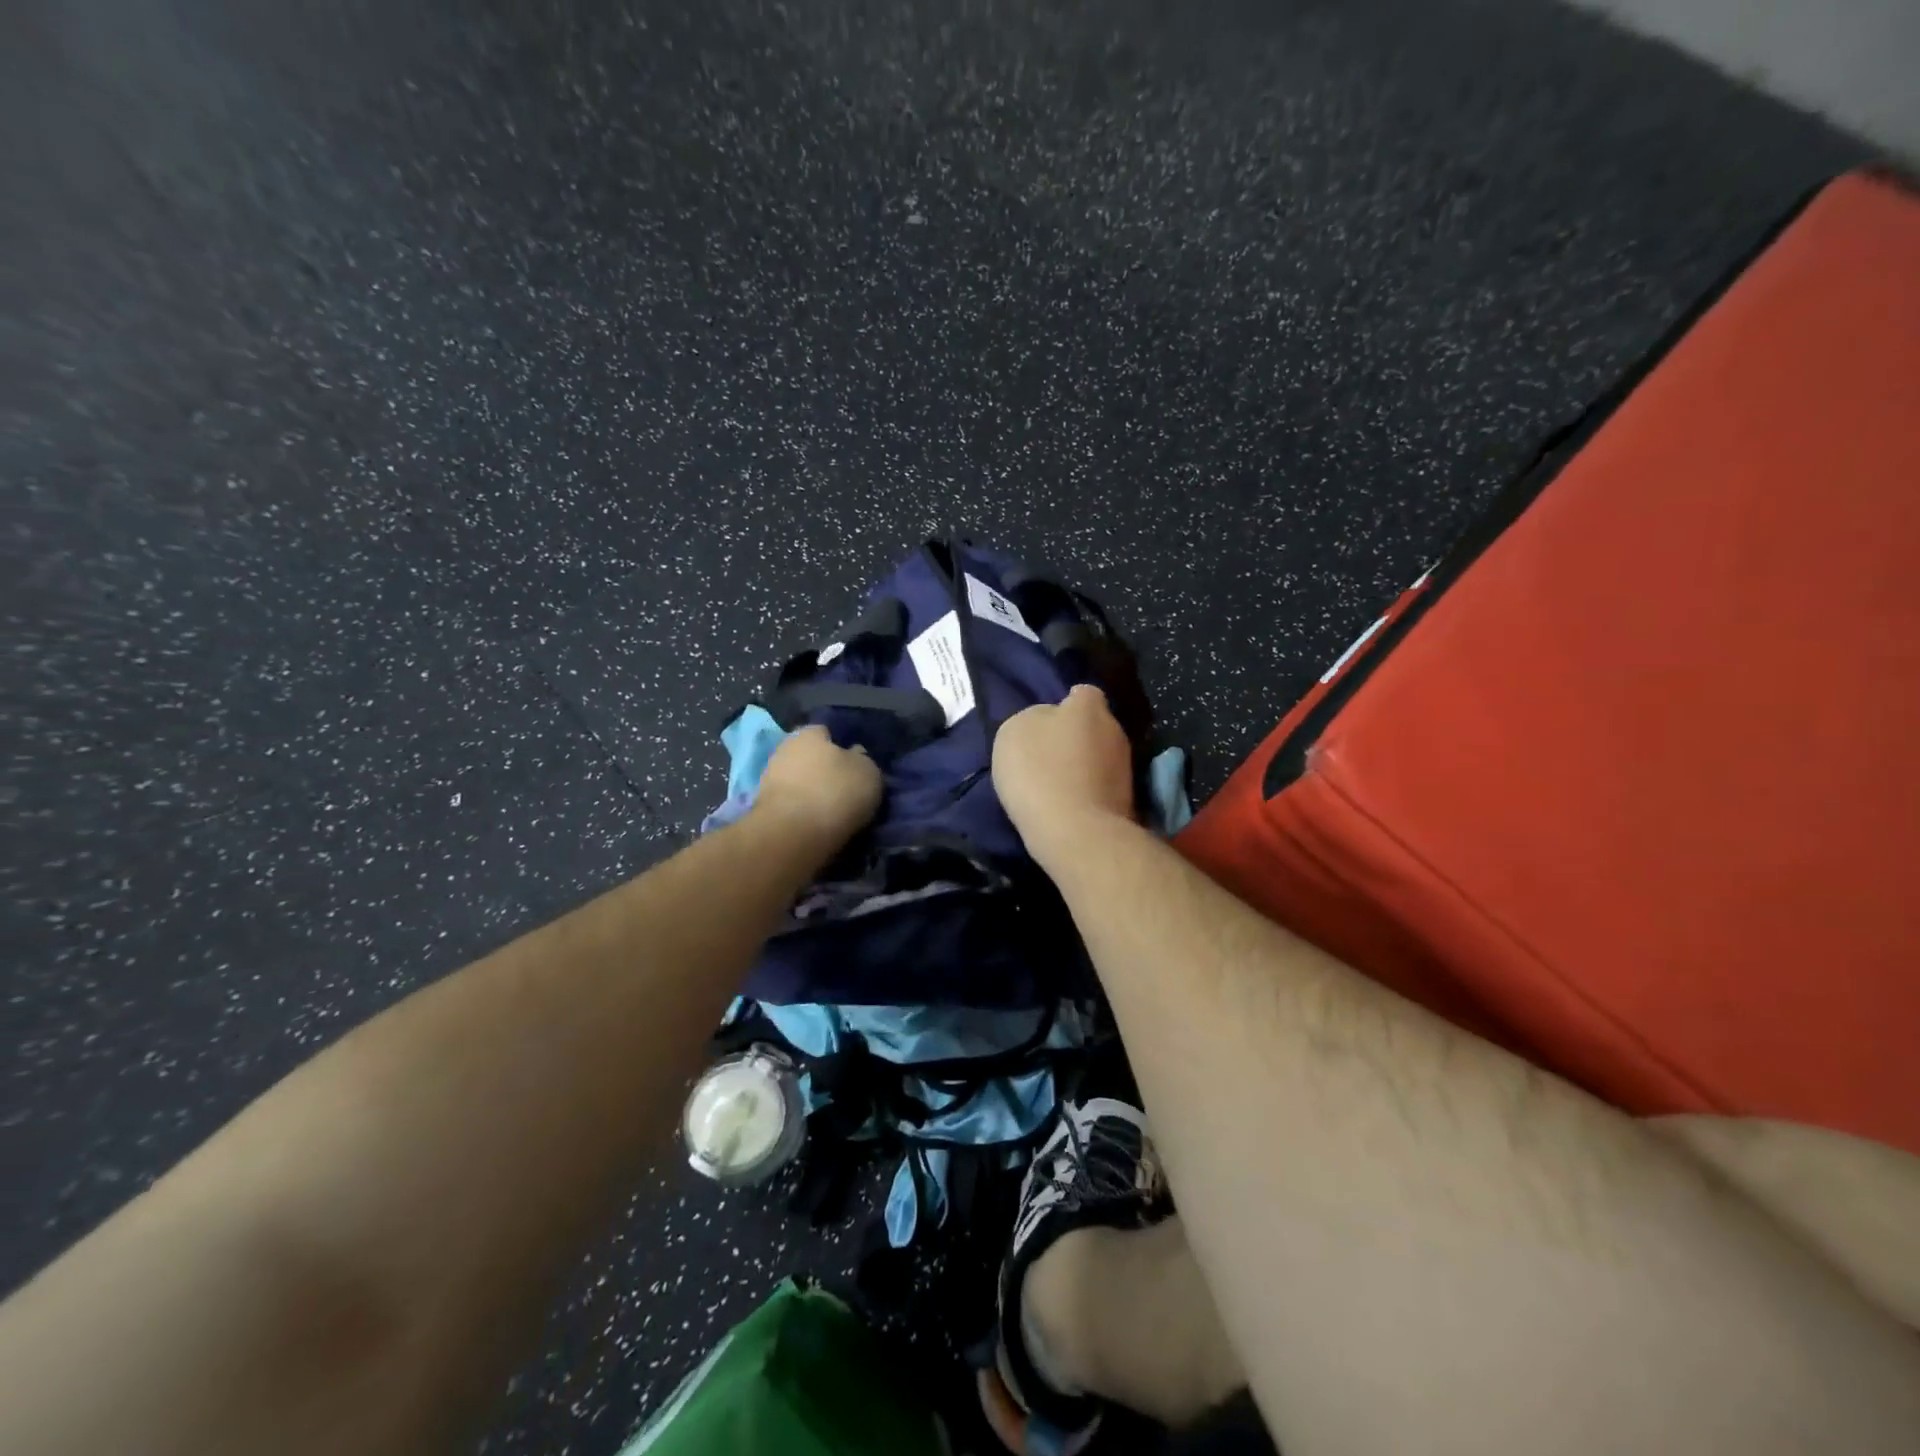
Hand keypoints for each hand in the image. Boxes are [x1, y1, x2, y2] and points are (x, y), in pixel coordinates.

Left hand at [751, 725, 882, 848]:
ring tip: (831, 812)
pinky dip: (800, 811)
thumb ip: (863, 760)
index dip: (841, 747)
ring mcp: (769, 779)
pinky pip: (789, 804)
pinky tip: (814, 824)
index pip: (826, 732)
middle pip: (809, 757)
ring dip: (811, 793)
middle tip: (844, 790)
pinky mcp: (762, 808)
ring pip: (798, 781)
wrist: (793, 834)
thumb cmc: (836, 792)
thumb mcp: (869, 773)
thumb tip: (855, 755)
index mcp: (809, 733)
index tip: (854, 766)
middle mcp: (785, 749)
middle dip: (823, 770)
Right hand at [993, 685, 1135, 866]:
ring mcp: (1125, 767)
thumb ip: (1034, 719)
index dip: (1066, 704)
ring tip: (1056, 785)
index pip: (1084, 693)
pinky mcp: (1127, 800)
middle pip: (1094, 726)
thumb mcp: (1015, 733)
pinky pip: (1102, 785)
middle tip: (1049, 755)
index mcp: (1089, 708)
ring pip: (1100, 757)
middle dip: (1077, 736)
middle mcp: (1114, 730)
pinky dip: (1088, 791)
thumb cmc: (1040, 773)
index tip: (1049, 721)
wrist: (1076, 833)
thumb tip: (1048, 722)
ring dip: (1083, 766)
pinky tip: (1068, 805)